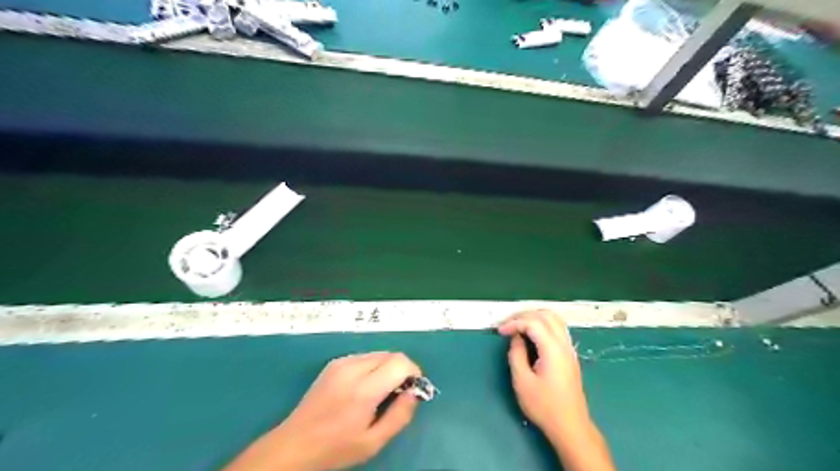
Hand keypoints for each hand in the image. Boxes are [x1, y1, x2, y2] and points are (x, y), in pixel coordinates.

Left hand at [225, 352, 423, 470]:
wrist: (294, 445)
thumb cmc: (335, 448)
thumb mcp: (373, 442)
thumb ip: (399, 416)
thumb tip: (415, 393)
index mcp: (364, 389)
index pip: (400, 362)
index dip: (413, 372)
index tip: (413, 389)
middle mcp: (353, 368)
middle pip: (390, 355)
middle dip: (401, 369)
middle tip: (398, 393)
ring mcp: (341, 363)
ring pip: (378, 354)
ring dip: (387, 367)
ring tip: (380, 391)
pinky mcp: (333, 363)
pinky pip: (363, 357)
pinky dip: (373, 367)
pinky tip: (364, 387)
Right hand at [498, 309, 614, 470]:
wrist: (570, 426)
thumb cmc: (544, 406)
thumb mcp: (522, 381)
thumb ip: (516, 354)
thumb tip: (515, 337)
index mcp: (553, 349)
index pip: (533, 322)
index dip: (514, 322)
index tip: (499, 331)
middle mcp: (564, 344)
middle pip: (546, 315)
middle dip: (524, 315)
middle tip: (507, 324)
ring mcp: (569, 349)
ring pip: (555, 319)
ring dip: (535, 317)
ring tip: (518, 325)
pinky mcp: (570, 355)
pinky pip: (558, 328)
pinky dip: (543, 324)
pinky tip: (532, 333)